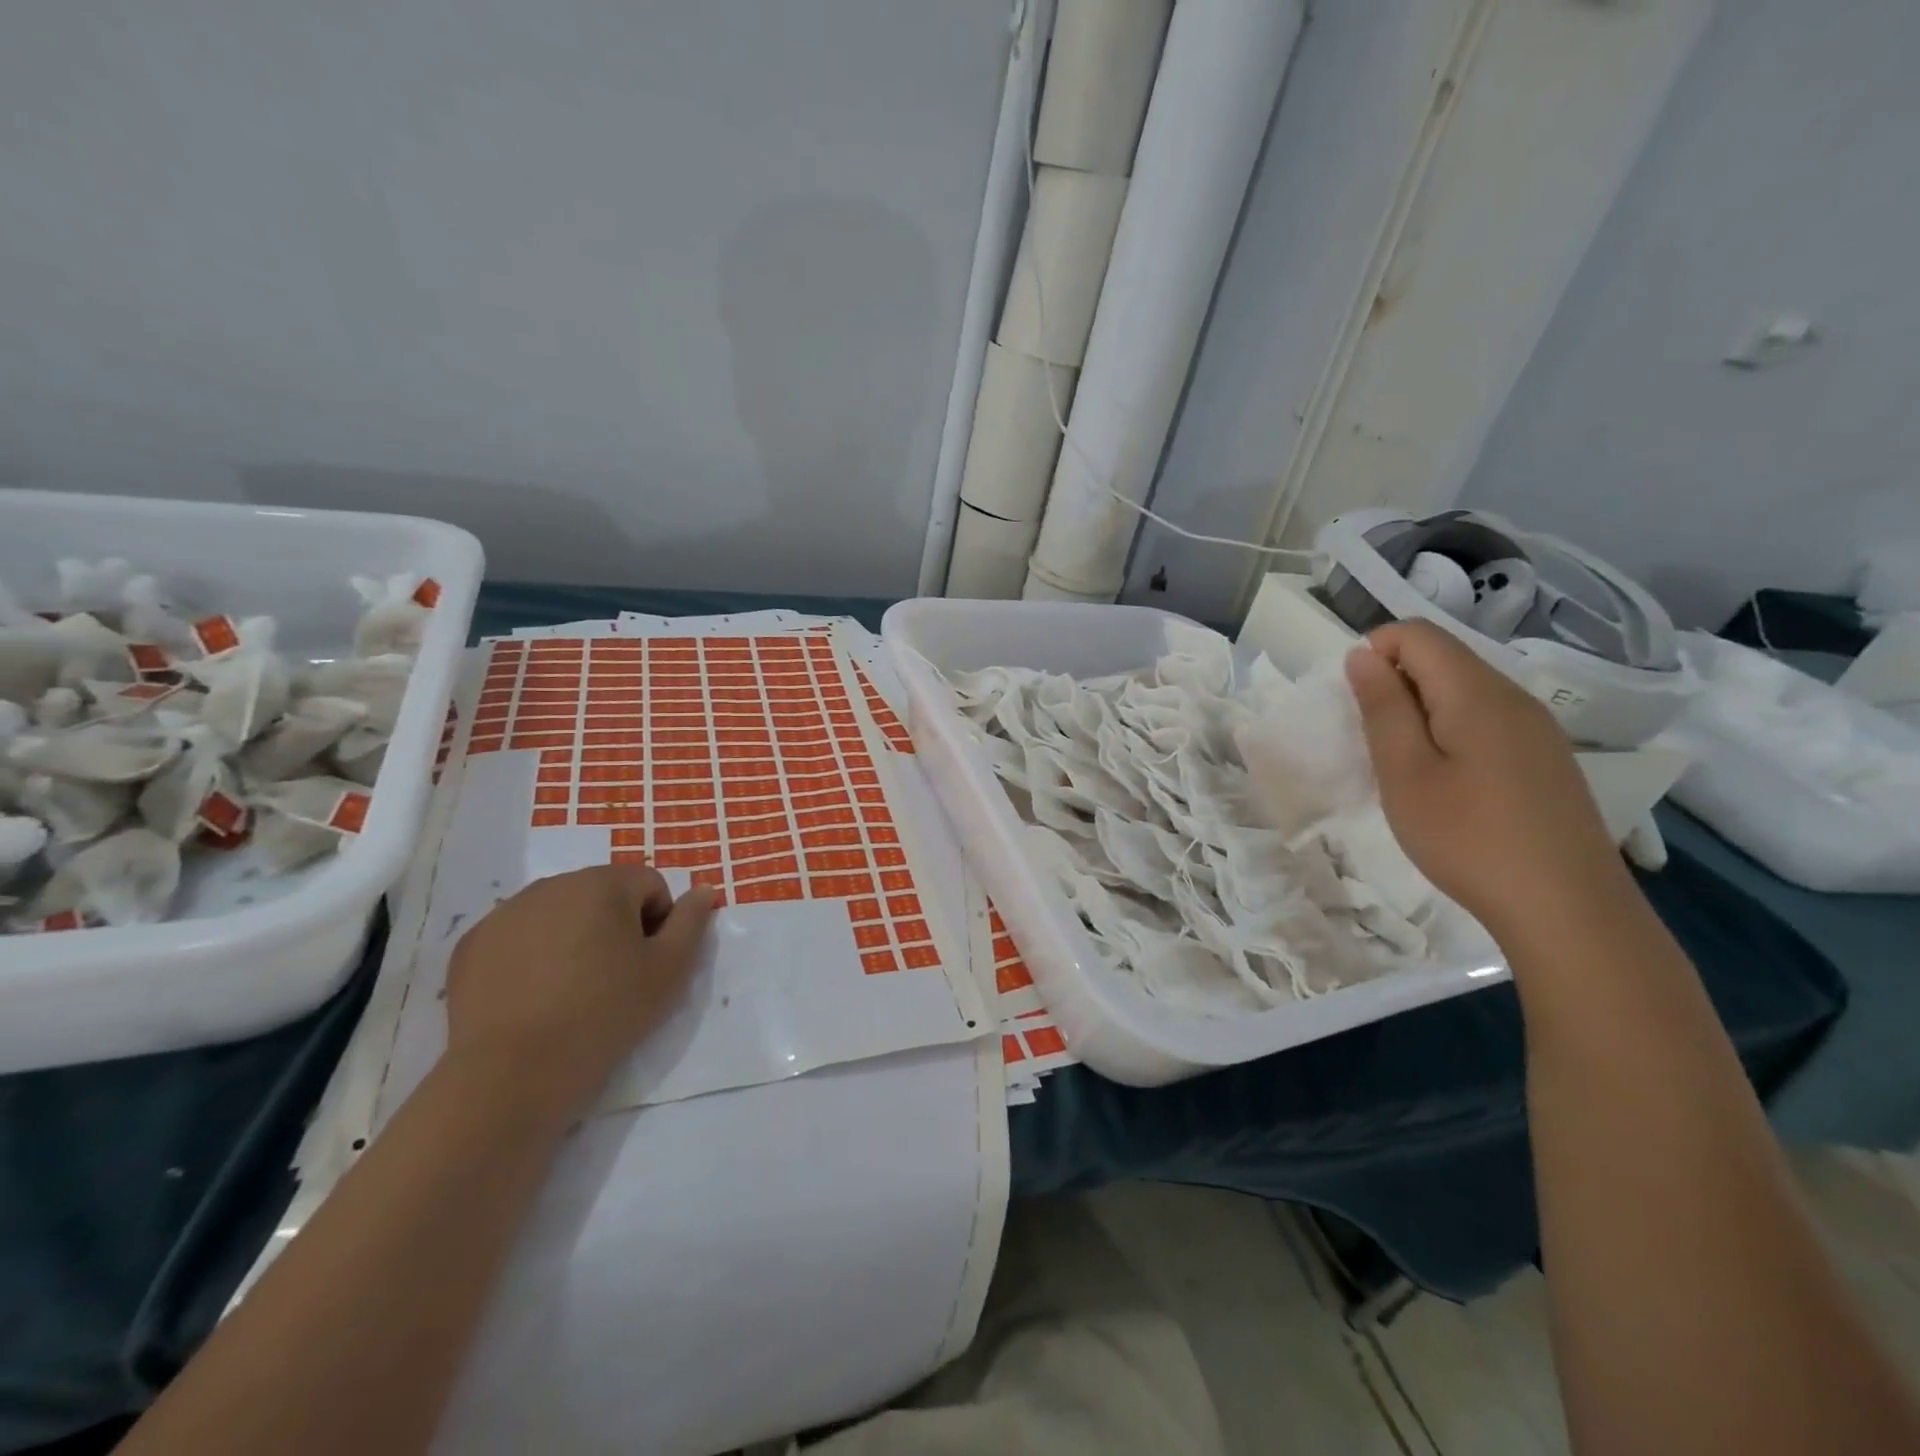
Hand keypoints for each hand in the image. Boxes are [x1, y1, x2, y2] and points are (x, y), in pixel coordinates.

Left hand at [444, 865, 716, 1121]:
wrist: (513, 1074)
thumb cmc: (605, 1013)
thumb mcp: (669, 970)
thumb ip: (692, 921)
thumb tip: (704, 889)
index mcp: (602, 883)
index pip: (649, 886)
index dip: (658, 925)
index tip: (647, 966)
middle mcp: (552, 885)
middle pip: (602, 895)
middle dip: (614, 927)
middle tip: (613, 979)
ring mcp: (505, 913)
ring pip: (559, 914)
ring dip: (574, 938)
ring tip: (572, 991)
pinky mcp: (472, 946)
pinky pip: (518, 938)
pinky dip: (532, 957)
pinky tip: (533, 998)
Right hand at [1345, 621, 1633, 938]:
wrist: (1567, 909)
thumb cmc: (1468, 838)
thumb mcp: (1405, 773)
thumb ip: (1382, 708)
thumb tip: (1363, 654)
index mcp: (1476, 692)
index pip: (1416, 634)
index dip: (1374, 653)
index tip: (1358, 707)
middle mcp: (1513, 696)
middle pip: (1442, 657)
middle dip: (1395, 684)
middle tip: (1376, 745)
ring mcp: (1536, 728)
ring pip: (1464, 690)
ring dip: (1421, 711)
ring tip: (1407, 768)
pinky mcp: (1545, 757)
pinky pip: (1486, 719)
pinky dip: (1450, 732)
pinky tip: (1448, 783)